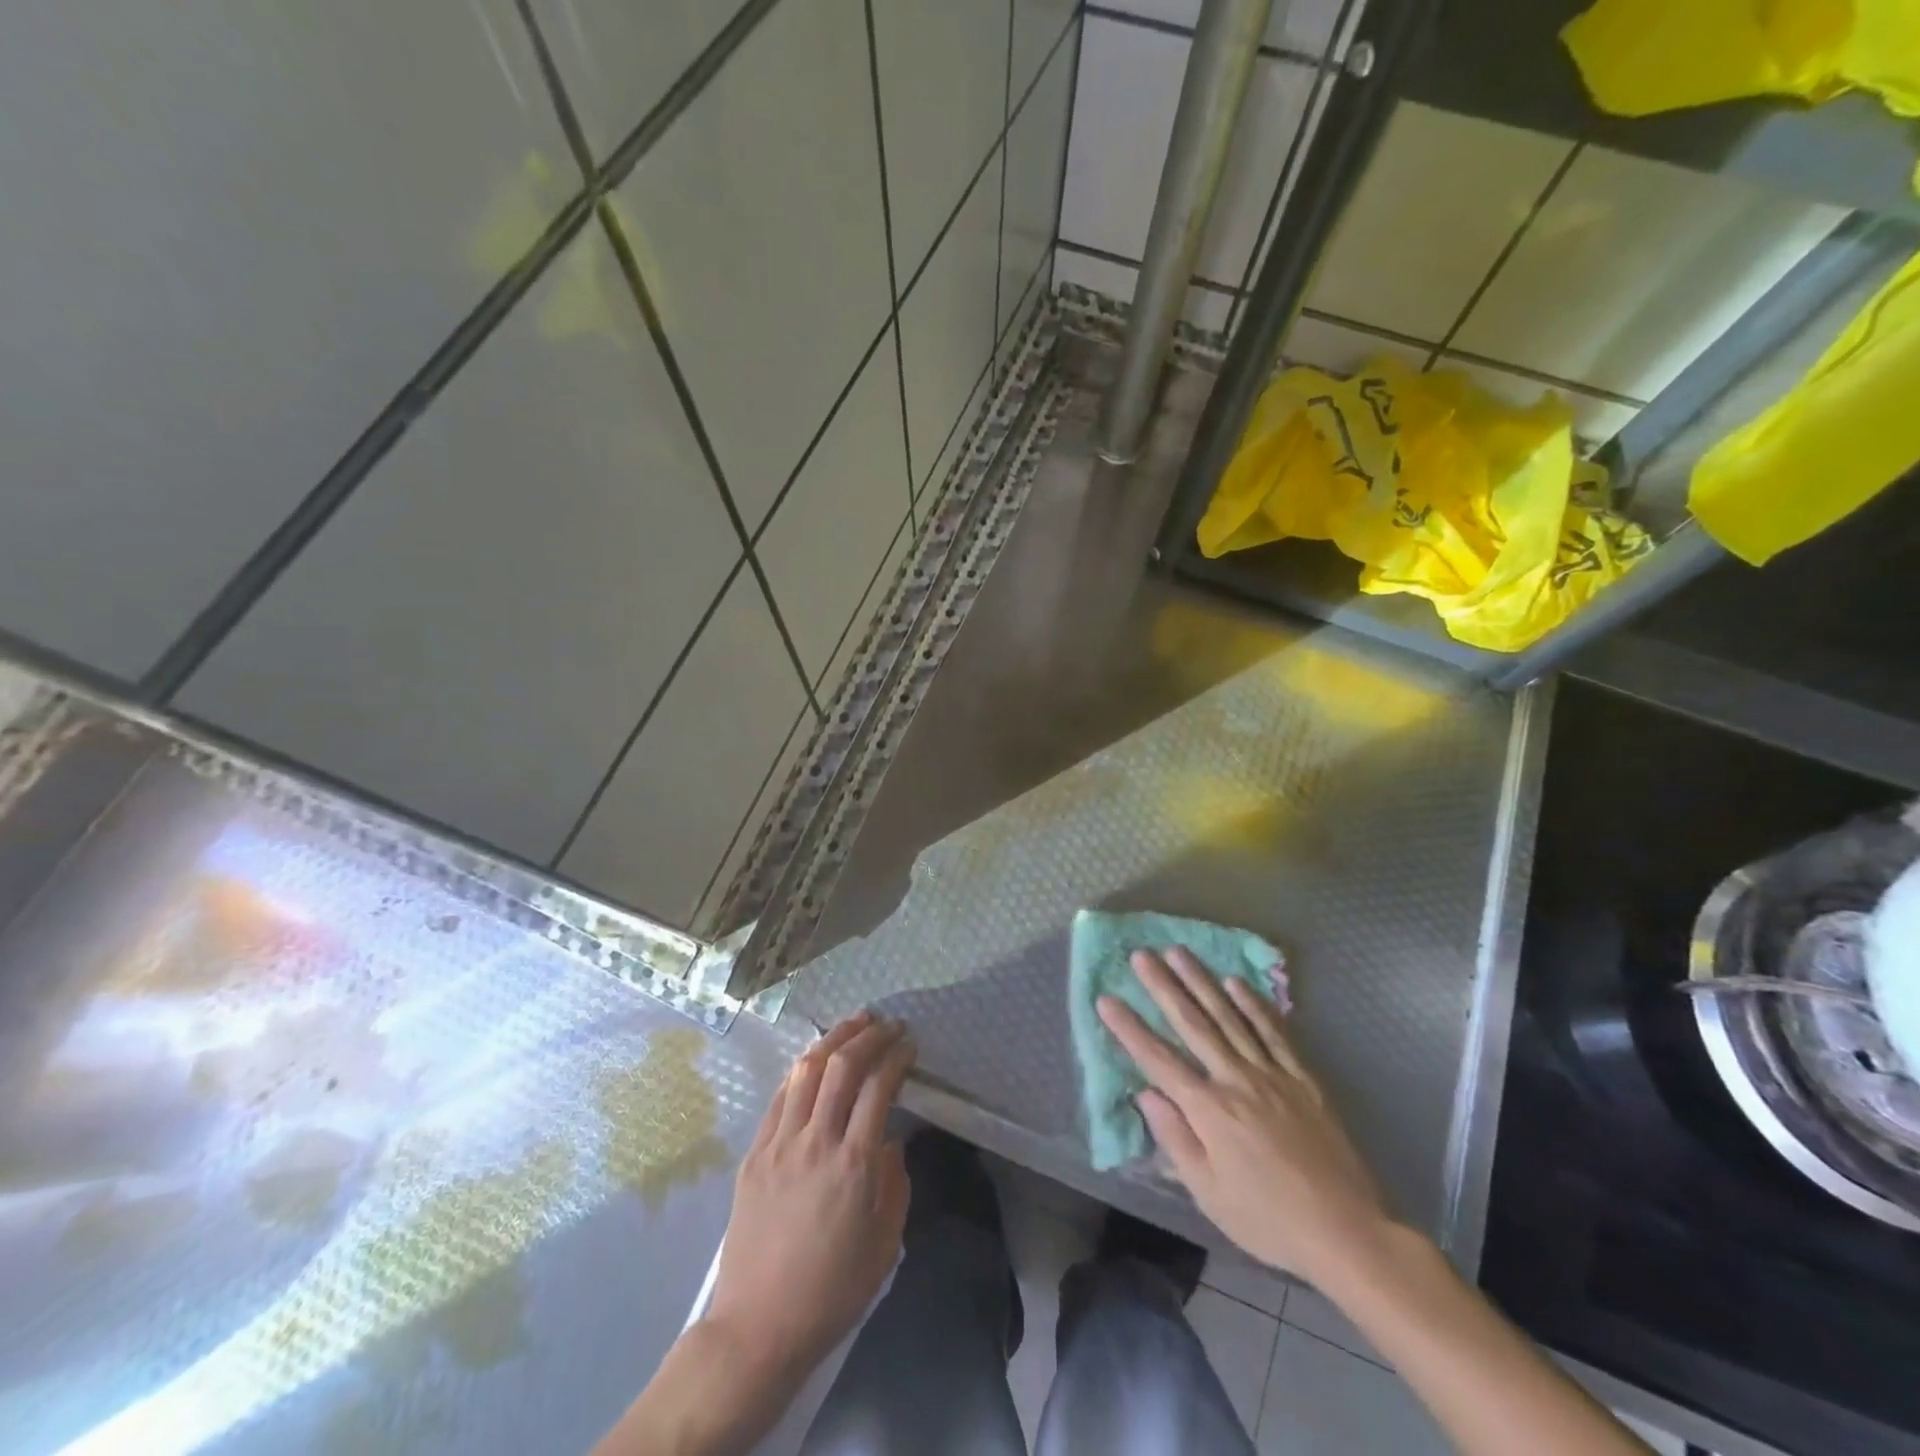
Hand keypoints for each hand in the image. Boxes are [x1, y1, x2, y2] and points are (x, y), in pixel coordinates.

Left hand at [705, 1010, 915, 1385]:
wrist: (758, 1328)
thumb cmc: (831, 1292)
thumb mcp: (885, 1246)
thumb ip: (895, 1185)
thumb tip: (890, 1142)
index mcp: (854, 1164)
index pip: (879, 1087)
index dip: (896, 1056)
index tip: (909, 1043)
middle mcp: (816, 1142)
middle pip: (841, 1066)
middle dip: (868, 1035)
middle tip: (887, 1023)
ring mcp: (779, 1144)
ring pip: (805, 1071)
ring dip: (833, 1039)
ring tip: (853, 1022)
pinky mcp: (754, 1154)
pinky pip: (780, 1098)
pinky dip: (801, 1070)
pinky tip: (813, 1061)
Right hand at [1098, 949, 1391, 1287]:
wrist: (1346, 1231)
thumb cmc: (1268, 1219)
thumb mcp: (1209, 1194)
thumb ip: (1175, 1139)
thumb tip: (1145, 1094)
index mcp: (1209, 1110)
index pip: (1158, 1060)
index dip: (1129, 1029)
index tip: (1106, 999)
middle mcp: (1236, 1080)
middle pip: (1193, 1024)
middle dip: (1163, 987)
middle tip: (1141, 955)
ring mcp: (1272, 1074)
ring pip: (1229, 1017)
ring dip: (1202, 982)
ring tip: (1180, 952)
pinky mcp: (1302, 1078)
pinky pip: (1273, 1032)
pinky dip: (1253, 1004)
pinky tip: (1236, 983)